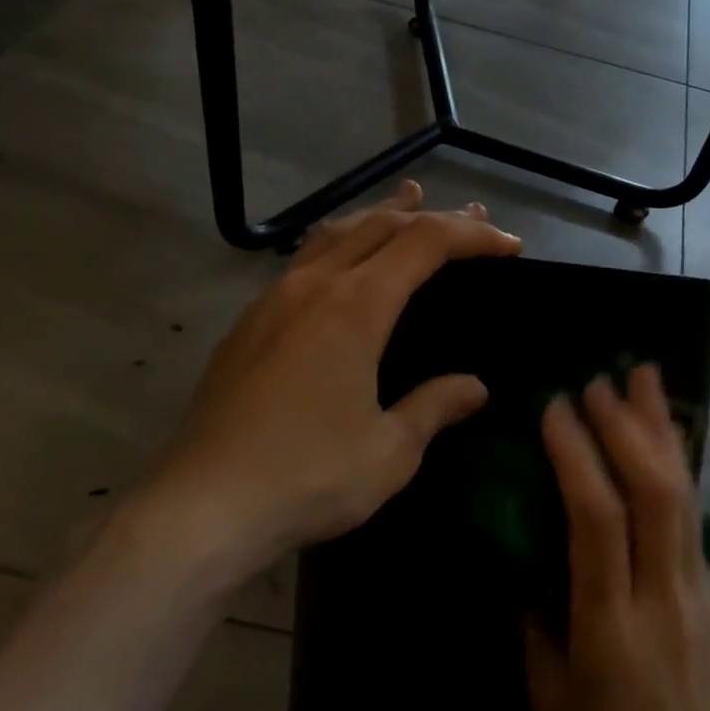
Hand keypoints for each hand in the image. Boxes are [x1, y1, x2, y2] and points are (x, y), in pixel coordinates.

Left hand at [134, 182, 520, 588]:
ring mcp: (273, 300)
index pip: (425, 242)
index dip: (472, 236)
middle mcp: (313, 286)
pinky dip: (342, 243)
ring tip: (409, 201)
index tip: (509, 246)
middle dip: (433, 216)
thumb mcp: (390, 451)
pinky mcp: (248, 324)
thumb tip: (476, 387)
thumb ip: (435, 406)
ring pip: (335, 232)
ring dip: (381, 215)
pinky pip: (305, 259)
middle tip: (474, 218)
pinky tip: (344, 262)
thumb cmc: (307, 477)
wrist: (199, 509)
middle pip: (381, 224)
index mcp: (355, 306)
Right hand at [525, 366, 709, 710]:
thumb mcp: (549, 706)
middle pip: (652, 491)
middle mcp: (662, 598)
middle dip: (625, 425)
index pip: (596, 519)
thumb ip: (538, 621)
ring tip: (645, 377)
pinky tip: (666, 436)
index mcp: (610, 629)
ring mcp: (698, 594)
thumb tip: (527, 554)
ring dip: (661, 429)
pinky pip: (692, 515)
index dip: (576, 454)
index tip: (555, 408)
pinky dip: (677, 463)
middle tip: (598, 379)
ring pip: (683, 493)